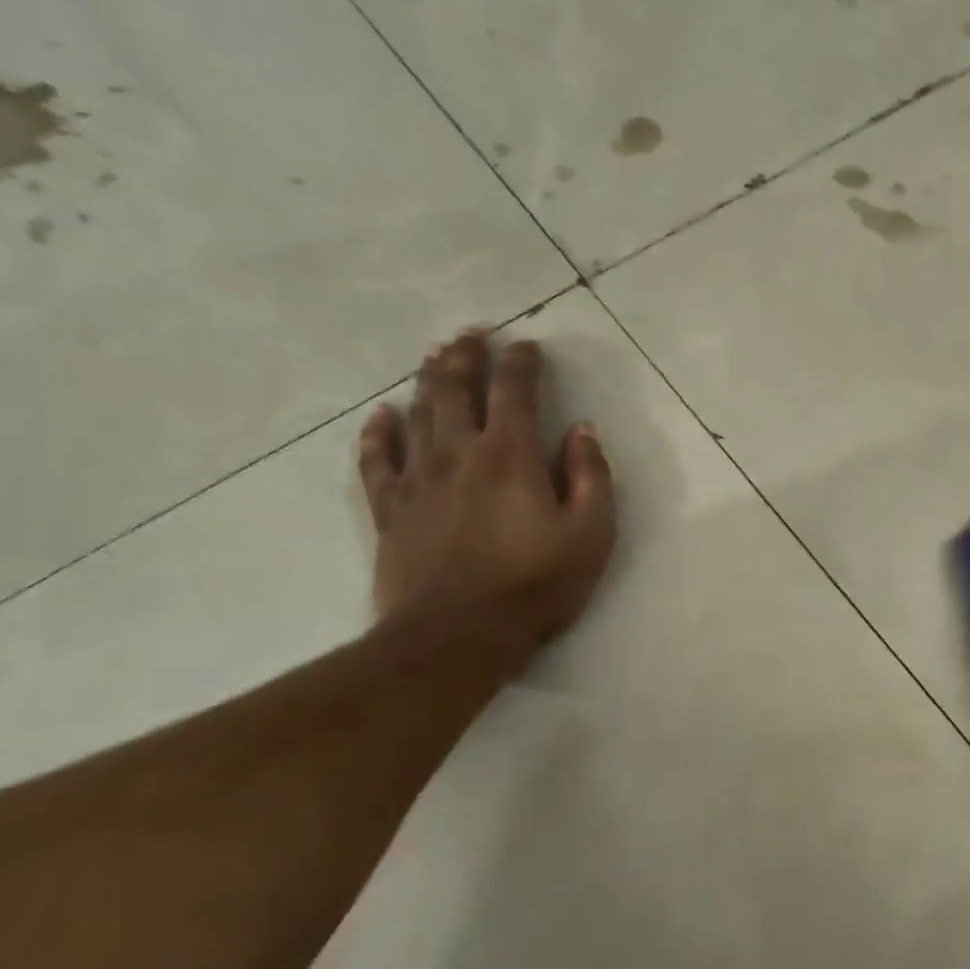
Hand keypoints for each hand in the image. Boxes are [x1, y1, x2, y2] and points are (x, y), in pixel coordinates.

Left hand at [357, 329, 615, 666]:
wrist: (459, 636)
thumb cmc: (538, 583)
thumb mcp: (592, 531)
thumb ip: (590, 475)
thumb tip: (582, 430)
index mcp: (511, 455)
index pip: (515, 391)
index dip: (521, 363)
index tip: (528, 345)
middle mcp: (459, 454)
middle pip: (456, 390)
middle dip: (466, 356)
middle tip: (472, 332)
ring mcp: (418, 480)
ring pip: (418, 414)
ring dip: (428, 380)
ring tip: (436, 355)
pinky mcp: (391, 510)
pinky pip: (377, 460)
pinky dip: (379, 432)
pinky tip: (382, 415)